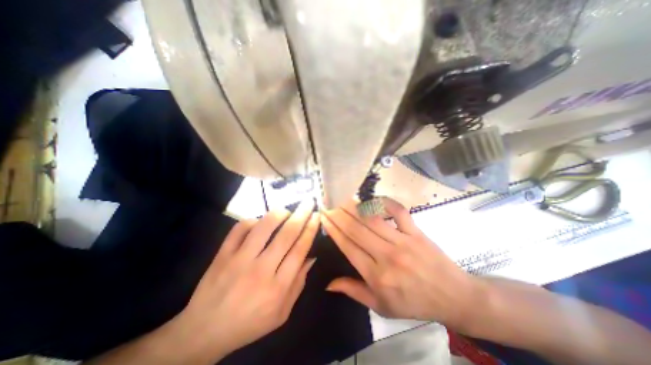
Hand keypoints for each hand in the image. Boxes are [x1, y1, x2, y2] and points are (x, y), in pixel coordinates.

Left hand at [177, 200, 319, 360]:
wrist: (204, 331)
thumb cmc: (249, 323)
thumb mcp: (282, 313)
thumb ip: (299, 283)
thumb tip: (311, 257)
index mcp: (277, 287)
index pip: (299, 250)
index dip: (310, 230)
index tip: (316, 216)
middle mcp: (260, 270)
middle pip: (286, 235)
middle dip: (301, 215)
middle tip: (308, 203)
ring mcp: (239, 260)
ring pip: (263, 227)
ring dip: (278, 214)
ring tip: (286, 211)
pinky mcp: (222, 255)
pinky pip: (239, 229)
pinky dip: (252, 220)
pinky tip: (259, 222)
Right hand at [323, 199, 479, 326]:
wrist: (453, 297)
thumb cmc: (413, 303)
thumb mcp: (381, 306)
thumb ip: (353, 291)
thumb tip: (328, 283)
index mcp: (377, 276)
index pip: (348, 247)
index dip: (334, 230)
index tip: (324, 218)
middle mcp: (387, 256)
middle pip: (357, 230)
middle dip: (339, 215)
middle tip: (329, 205)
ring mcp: (403, 241)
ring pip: (373, 219)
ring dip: (355, 208)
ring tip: (343, 200)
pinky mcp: (416, 231)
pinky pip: (398, 212)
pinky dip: (385, 202)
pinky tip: (374, 199)